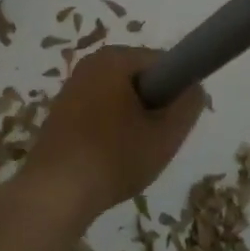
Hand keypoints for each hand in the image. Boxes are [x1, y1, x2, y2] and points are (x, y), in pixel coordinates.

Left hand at [30, 47, 205, 216]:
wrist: (55, 192)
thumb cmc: (114, 157)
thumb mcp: (165, 135)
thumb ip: (188, 105)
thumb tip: (194, 88)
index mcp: (113, 58)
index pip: (163, 63)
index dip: (176, 92)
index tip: (173, 124)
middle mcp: (90, 64)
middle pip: (141, 80)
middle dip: (153, 108)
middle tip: (154, 142)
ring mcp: (72, 87)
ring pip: (121, 99)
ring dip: (133, 122)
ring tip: (131, 154)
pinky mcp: (62, 112)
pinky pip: (100, 112)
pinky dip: (111, 131)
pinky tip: (110, 159)